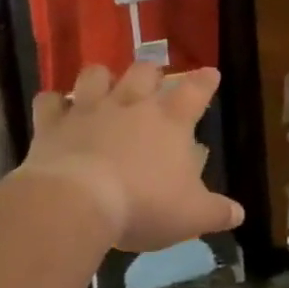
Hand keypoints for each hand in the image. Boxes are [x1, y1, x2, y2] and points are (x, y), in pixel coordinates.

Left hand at [20, 63, 243, 252]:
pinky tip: (56, 109)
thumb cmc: (144, 205)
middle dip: (152, 73)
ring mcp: (89, 110)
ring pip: (96, 74)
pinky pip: (49, 101)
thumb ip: (217, 212)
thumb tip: (238, 214)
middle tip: (154, 82)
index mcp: (170, 121)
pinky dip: (53, 103)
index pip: (196, 90)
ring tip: (104, 87)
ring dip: (102, 77)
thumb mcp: (192, 216)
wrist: (78, 203)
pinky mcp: (52, 124)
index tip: (211, 73)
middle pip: (144, 71)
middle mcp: (131, 105)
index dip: (206, 81)